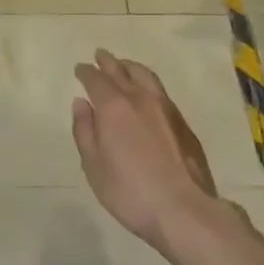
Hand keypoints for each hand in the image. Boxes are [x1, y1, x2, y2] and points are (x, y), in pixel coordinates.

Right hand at [72, 49, 222, 252]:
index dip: (86, 72)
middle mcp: (140, 98)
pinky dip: (147, 81)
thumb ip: (85, 131)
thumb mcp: (94, 166)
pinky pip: (160, 89)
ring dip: (130, 66)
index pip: (96, 80)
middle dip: (108, 62)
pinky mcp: (182, 122)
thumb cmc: (130, 192)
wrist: (184, 209)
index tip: (79, 68)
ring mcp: (165, 108)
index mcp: (114, 107)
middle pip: (121, 70)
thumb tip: (81, 103)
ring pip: (145, 75)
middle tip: (100, 55)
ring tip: (123, 65)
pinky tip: (146, 91)